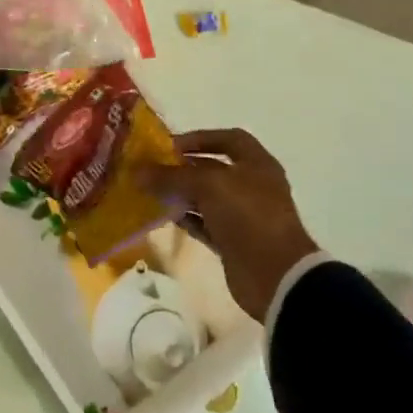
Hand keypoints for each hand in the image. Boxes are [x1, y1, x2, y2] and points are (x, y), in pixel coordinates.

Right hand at [146, 128, 317, 323]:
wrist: (275, 274)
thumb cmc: (248, 216)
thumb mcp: (207, 186)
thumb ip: (171, 177)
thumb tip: (137, 172)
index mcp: (256, 165)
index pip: (229, 139)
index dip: (200, 138)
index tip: (170, 145)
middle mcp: (251, 186)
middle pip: (213, 169)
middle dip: (182, 168)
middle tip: (151, 170)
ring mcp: (243, 215)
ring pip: (205, 197)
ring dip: (180, 194)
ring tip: (150, 192)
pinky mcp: (232, 241)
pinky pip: (203, 223)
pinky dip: (185, 218)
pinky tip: (163, 216)